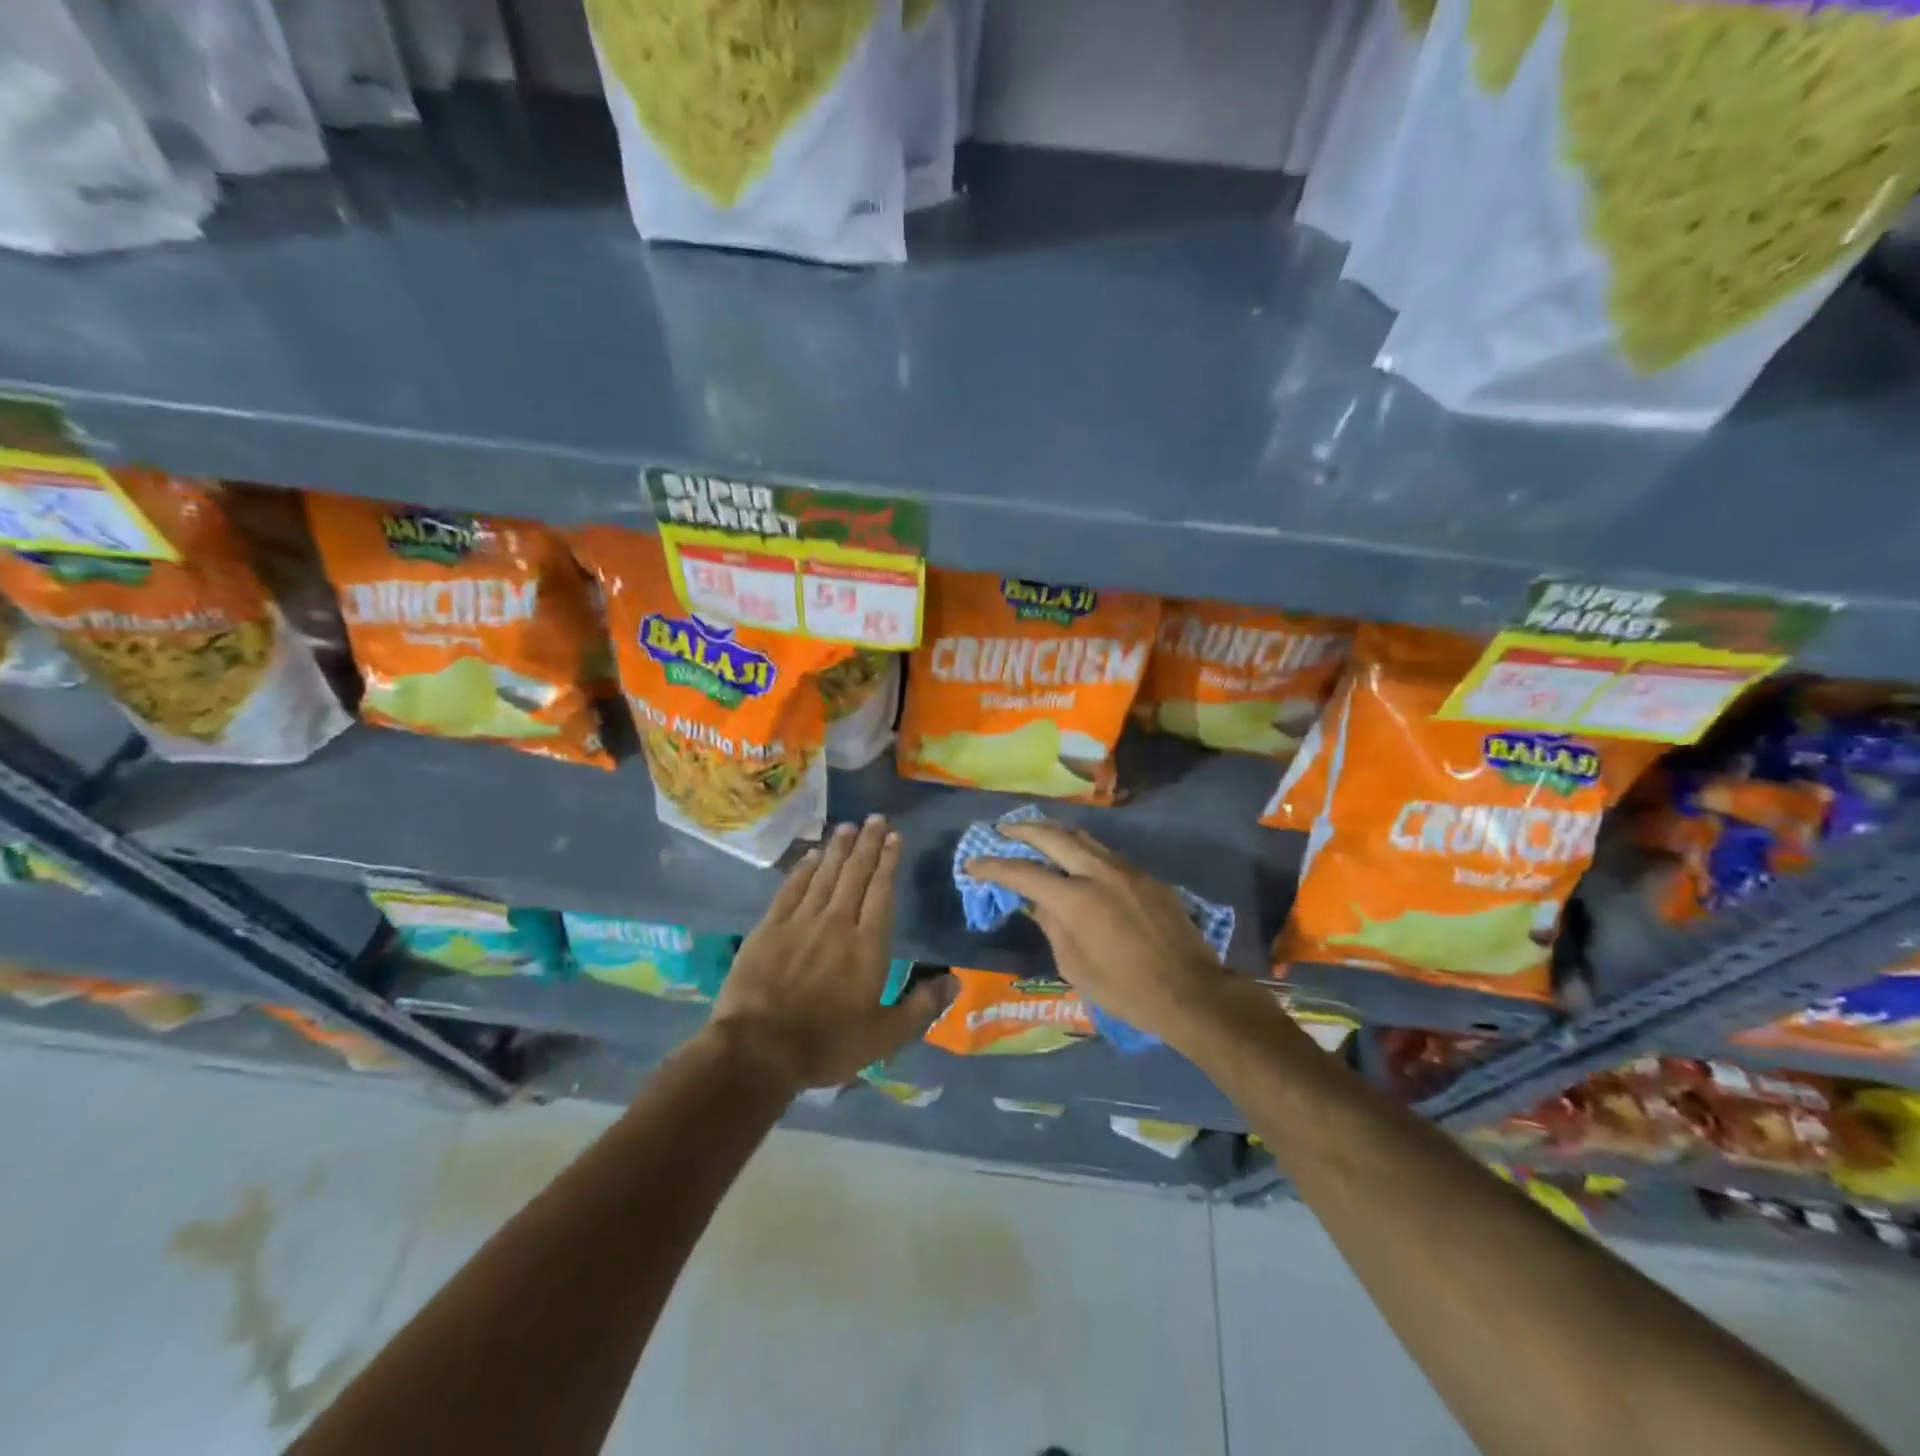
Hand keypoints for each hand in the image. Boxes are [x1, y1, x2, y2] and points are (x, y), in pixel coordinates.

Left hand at [709, 816, 954, 1090]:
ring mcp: (800, 922)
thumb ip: (922, 1007)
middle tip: (875, 818)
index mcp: (867, 945)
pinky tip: (810, 855)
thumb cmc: (827, 1044)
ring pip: (824, 875)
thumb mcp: (885, 1036)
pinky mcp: (769, 928)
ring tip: (848, 826)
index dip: (889, 862)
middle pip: (855, 875)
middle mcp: (837, 923)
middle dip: (867, 844)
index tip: (895, 837)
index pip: (881, 892)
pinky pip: (790, 889)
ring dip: (838, 849)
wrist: (759, 1049)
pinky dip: (802, 869)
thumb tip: (956, 981)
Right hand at [967, 821, 1232, 1046]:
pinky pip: (1107, 854)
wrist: (1191, 992)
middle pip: (1053, 837)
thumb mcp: (1075, 967)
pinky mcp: (1147, 877)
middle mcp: (1099, 873)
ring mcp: (1127, 870)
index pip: (1024, 872)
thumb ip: (1052, 926)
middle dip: (1023, 830)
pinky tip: (1077, 861)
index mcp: (1076, 899)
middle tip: (1003, 831)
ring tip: (1036, 835)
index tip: (973, 863)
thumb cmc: (1125, 990)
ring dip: (1055, 833)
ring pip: (1083, 838)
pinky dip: (1083, 851)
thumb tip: (1036, 902)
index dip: (994, 865)